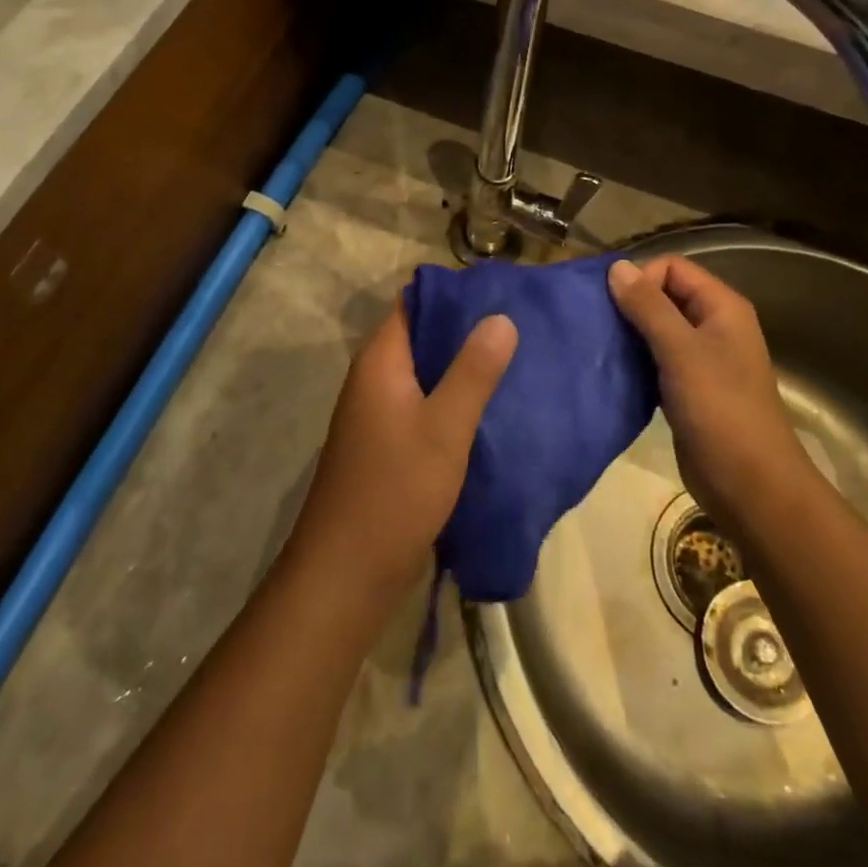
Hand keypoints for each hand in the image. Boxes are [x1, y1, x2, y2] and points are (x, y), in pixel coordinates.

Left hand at [286, 304, 517, 613]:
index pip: (415, 303)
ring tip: (515, 360)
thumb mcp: (444, 428)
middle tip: (520, 326)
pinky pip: (424, 404)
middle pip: (422, 336)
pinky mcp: (387, 444)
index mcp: (380, 362)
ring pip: (426, 373)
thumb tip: (501, 317)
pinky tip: (491, 407)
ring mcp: (378, 413)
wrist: (347, 574)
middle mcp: (374, 379)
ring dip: (463, 367)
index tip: (501, 293)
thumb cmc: (395, 492)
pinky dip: (454, 399)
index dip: (455, 294)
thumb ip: (473, 371)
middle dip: (467, 330)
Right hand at [607, 256, 815, 534]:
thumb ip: (648, 307)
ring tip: (597, 347)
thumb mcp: (681, 352)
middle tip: (595, 325)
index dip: (641, 279)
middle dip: (629, 305)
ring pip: (656, 329)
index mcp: (721, 307)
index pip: (672, 267)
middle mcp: (713, 326)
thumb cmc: (720, 410)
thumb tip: (616, 266)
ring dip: (628, 334)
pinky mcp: (687, 389)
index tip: (611, 306)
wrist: (750, 485)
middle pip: (663, 295)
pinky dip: (634, 361)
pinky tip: (611, 372)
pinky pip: (655, 360)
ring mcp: (701, 359)